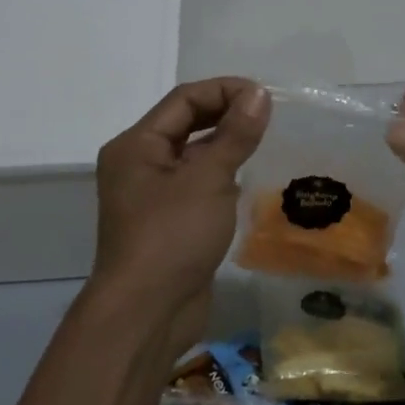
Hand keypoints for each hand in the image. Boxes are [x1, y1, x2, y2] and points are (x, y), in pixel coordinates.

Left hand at [89, 78, 268, 342]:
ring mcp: (152, 196)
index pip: (184, 100)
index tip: (265, 96)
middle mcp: (138, 164)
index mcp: (136, 145)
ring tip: (264, 143)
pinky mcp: (168, 223)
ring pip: (192, 156)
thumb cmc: (172, 236)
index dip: (224, 90)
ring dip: (225, 146)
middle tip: (269, 117)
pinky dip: (221, 176)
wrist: (147, 313)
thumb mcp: (209, 179)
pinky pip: (196, 185)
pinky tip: (248, 180)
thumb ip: (235, 134)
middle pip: (185, 124)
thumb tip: (258, 94)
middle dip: (226, 116)